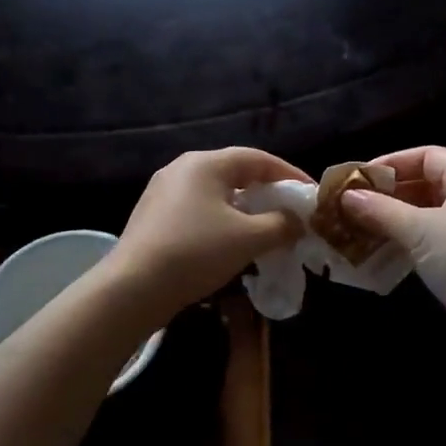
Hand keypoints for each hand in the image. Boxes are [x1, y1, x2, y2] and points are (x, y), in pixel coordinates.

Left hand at [107, 147, 309, 323]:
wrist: (133, 288)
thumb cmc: (196, 252)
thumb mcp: (248, 238)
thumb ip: (281, 224)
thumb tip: (298, 221)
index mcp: (205, 163)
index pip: (258, 158)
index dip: (290, 174)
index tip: (312, 194)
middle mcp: (182, 169)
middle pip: (236, 173)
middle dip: (267, 193)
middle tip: (291, 213)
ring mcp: (163, 192)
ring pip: (216, 195)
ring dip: (245, 210)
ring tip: (266, 231)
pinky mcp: (153, 217)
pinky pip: (198, 211)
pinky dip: (222, 222)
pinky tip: (230, 245)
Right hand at [340, 146, 445, 338]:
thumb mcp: (419, 230)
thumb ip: (380, 210)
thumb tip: (345, 196)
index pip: (428, 156)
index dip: (392, 162)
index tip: (359, 178)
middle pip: (426, 185)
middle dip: (388, 194)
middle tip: (351, 207)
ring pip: (426, 216)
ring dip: (393, 222)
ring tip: (357, 231)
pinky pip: (432, 242)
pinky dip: (406, 244)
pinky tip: (380, 255)